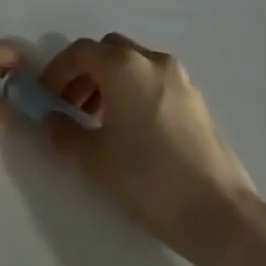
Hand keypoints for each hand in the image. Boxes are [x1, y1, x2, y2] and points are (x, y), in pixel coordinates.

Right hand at [39, 33, 263, 255]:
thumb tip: (51, 119)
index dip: (57, 70)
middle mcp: (150, 59)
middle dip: (85, 72)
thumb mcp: (96, 160)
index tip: (46, 96)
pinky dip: (133, 91)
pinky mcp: (195, 98)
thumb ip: (65, 133)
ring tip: (98, 121)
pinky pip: (152, 80)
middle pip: (107, 51)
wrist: (219, 214)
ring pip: (132, 64)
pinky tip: (131, 130)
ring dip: (109, 82)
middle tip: (71, 106)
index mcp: (123, 65)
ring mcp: (177, 76)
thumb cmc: (149, 179)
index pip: (80, 52)